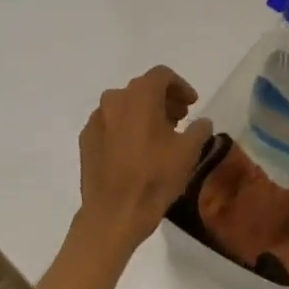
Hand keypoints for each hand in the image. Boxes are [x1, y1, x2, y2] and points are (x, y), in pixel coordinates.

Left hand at [77, 66, 213, 249]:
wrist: (114, 213)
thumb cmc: (155, 177)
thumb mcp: (189, 152)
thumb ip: (199, 129)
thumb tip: (202, 123)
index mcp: (140, 96)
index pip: (162, 75)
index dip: (181, 86)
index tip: (192, 104)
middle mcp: (114, 99)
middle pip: (142, 89)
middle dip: (163, 100)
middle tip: (179, 119)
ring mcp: (96, 119)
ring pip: (124, 106)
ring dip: (143, 114)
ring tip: (159, 136)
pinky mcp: (86, 139)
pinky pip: (110, 124)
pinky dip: (125, 128)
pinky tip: (136, 150)